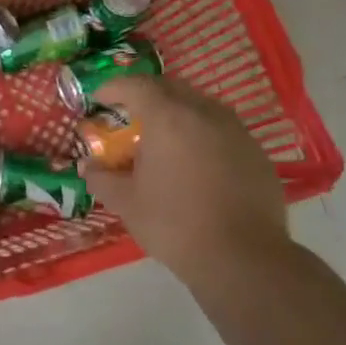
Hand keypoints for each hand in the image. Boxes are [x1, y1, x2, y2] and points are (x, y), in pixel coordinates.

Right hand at [81, 77, 288, 276]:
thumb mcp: (126, 202)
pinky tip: (196, 161)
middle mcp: (204, 113)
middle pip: (171, 87)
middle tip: (130, 113)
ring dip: (177, 111)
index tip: (99, 99)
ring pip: (201, 105)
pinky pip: (223, 128)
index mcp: (168, 118)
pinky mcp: (257, 152)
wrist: (242, 259)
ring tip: (164, 136)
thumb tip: (88, 166)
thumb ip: (102, 178)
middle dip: (146, 94)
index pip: (136, 85)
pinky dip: (202, 132)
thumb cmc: (174, 224)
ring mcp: (236, 131)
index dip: (113, 88)